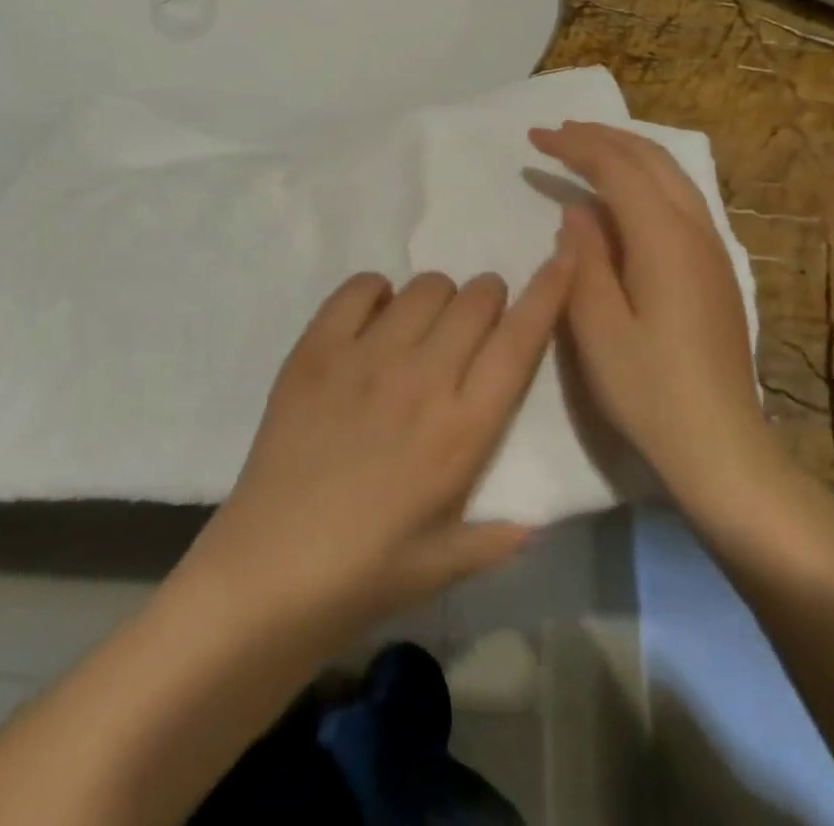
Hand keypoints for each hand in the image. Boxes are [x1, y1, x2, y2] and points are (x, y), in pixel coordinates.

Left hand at [178, 253, 572, 646]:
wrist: (269, 569)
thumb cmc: (367, 573)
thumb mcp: (447, 564)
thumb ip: (501, 536)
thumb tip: (541, 519)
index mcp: (463, 429)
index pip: (520, 342)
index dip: (549, 293)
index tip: (564, 260)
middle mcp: (422, 378)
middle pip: (475, 299)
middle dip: (487, 299)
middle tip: (474, 323)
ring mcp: (365, 356)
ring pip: (424, 286)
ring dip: (437, 298)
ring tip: (421, 327)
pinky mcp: (316, 348)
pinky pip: (358, 288)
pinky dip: (376, 292)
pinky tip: (373, 320)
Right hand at [529, 121, 788, 524]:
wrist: (720, 444)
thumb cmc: (648, 388)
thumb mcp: (596, 326)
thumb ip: (584, 258)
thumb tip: (577, 209)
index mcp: (664, 239)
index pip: (617, 168)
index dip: (575, 146)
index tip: (535, 138)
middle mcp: (696, 231)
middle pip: (651, 159)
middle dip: (602, 138)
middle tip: (557, 132)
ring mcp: (712, 250)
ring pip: (671, 175)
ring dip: (627, 152)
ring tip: (586, 148)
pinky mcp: (715, 269)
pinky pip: (680, 198)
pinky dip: (645, 178)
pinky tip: (624, 194)